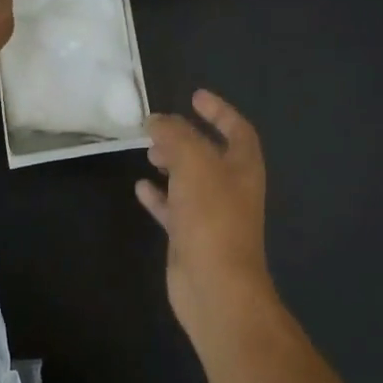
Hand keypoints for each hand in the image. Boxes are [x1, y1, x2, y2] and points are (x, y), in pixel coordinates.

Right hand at [136, 90, 279, 334]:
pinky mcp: (191, 237)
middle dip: (186, 137)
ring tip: (148, 152)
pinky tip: (140, 187)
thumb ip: (175, 135)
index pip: (237, 129)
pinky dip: (158, 195)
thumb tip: (157, 120)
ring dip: (171, 163)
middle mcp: (231, 188)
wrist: (215, 286)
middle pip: (210, 153)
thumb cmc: (212, 217)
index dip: (218, 111)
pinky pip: (174, 208)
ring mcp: (211, 215)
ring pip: (190, 180)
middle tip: (158, 129)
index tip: (194, 97)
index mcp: (243, 167)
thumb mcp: (194, 163)